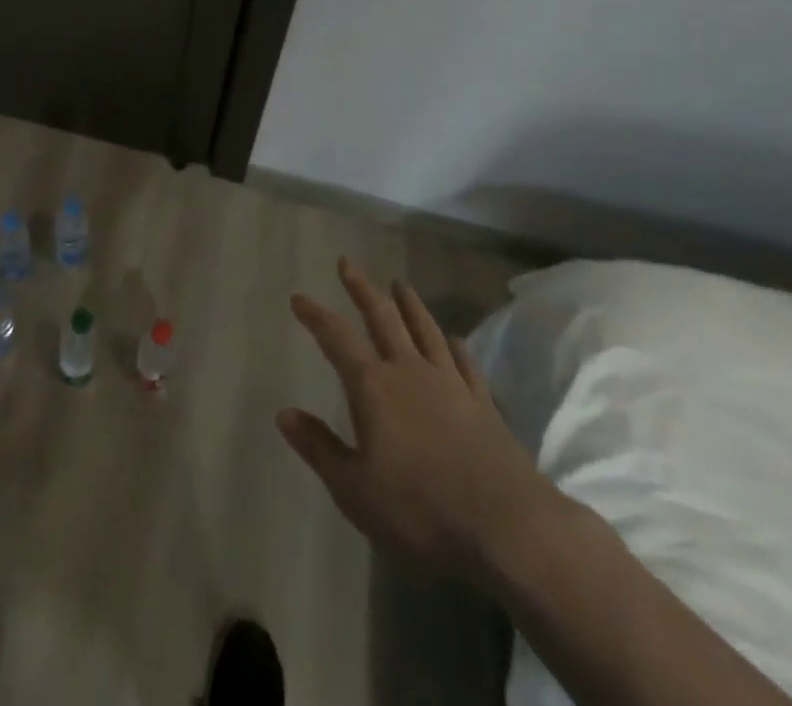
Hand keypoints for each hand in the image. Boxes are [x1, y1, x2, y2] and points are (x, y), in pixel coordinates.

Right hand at [278, 257, 565, 585]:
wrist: (508, 527)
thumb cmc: (421, 509)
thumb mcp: (355, 489)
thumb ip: (319, 448)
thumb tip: (283, 413)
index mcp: (374, 387)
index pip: (337, 339)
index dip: (315, 316)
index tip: (298, 297)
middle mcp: (410, 372)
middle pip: (383, 318)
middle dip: (362, 289)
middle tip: (347, 264)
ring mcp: (450, 384)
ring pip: (425, 330)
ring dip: (410, 304)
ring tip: (400, 283)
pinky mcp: (483, 404)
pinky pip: (464, 363)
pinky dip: (455, 346)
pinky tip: (453, 338)